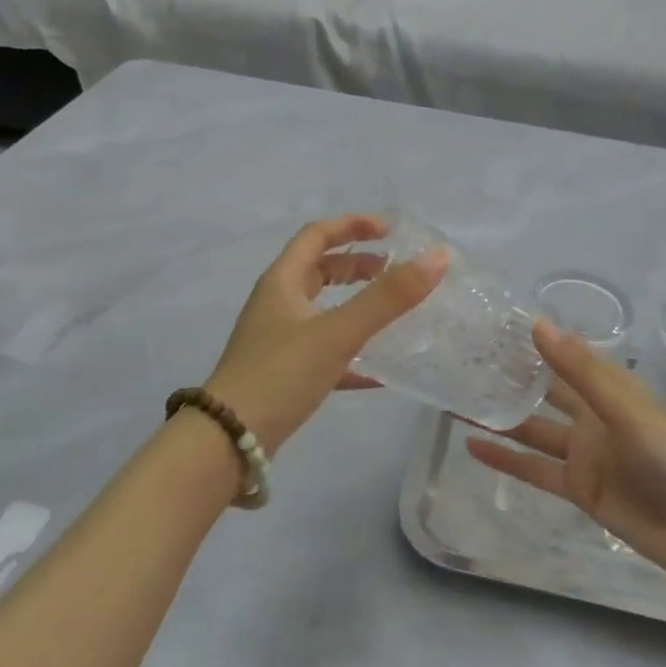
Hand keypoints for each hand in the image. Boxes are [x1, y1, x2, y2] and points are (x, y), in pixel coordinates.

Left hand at [204, 214, 447, 453]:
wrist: (229, 441)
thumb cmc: (280, 374)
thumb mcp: (338, 332)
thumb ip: (388, 297)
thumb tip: (437, 257)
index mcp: (282, 281)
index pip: (317, 235)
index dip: (352, 225)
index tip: (390, 230)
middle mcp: (277, 303)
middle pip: (319, 270)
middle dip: (357, 265)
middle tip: (393, 272)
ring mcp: (277, 339)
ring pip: (322, 309)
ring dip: (355, 305)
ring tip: (391, 314)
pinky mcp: (283, 373)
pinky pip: (323, 351)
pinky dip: (351, 352)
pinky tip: (379, 373)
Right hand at [468, 319, 665, 591]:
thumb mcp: (630, 411)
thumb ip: (582, 372)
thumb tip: (537, 324)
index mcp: (609, 390)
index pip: (561, 357)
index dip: (528, 343)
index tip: (487, 327)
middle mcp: (593, 417)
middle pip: (542, 393)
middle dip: (508, 380)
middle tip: (460, 364)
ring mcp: (586, 455)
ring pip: (533, 431)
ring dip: (499, 418)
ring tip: (454, 401)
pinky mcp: (582, 491)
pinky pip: (536, 470)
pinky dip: (506, 460)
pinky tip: (473, 446)